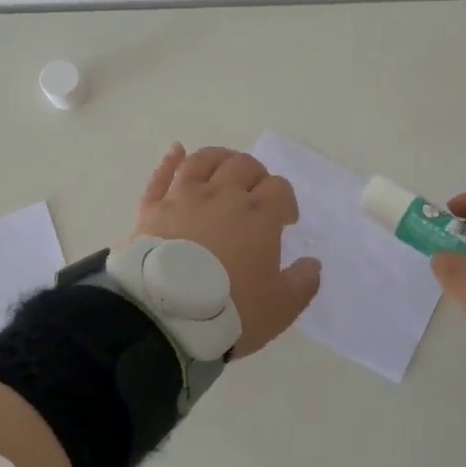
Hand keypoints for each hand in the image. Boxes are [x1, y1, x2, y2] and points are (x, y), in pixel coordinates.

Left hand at [131, 144, 321, 357]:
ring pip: (204, 161)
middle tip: (256, 195)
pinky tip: (176, 150)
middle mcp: (223, 195)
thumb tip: (312, 264)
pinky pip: (162, 175)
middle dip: (256, 175)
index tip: (285, 221)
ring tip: (225, 167)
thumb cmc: (229, 310)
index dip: (286, 201)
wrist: (166, 316)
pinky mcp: (153, 208)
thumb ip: (303, 282)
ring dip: (220, 158)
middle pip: (244, 166)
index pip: (279, 189)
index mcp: (259, 215)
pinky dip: (171, 159)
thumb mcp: (280, 307)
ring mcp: (184, 197)